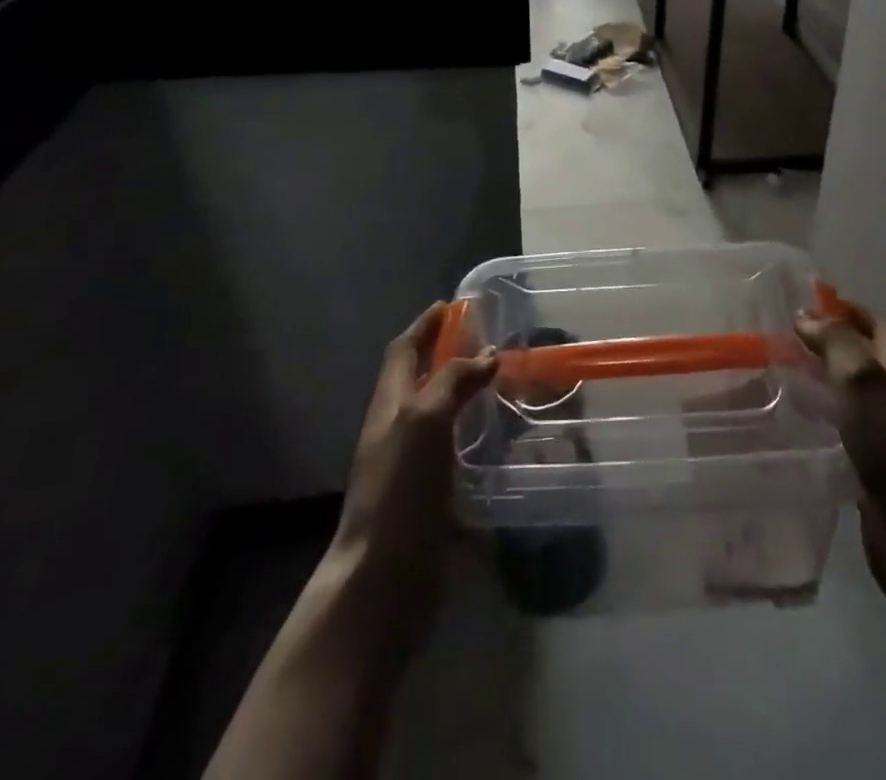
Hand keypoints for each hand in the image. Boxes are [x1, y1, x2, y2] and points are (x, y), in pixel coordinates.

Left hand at [328, 303, 497, 647]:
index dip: (425, 326)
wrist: (383, 580)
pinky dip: (474, 433)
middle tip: (488, 341)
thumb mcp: (424, 420)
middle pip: (420, 379)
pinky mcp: (431, 496)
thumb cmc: (400, 490)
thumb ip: (452, 381)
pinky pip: (453, 450)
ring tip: (502, 382)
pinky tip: (500, 439)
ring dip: (464, 393)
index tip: (452, 306)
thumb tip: (487, 354)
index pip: (404, 351)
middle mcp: (398, 428)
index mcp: (390, 404)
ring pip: (439, 414)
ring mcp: (412, 465)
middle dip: (447, 354)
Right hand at [796, 308, 885, 615]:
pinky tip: (795, 424)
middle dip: (833, 344)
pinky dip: (823, 418)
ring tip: (783, 376)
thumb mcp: (865, 382)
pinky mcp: (876, 471)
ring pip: (855, 396)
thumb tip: (807, 317)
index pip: (884, 327)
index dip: (851, 311)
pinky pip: (846, 431)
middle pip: (869, 359)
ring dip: (825, 381)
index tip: (810, 305)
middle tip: (788, 340)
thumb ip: (838, 344)